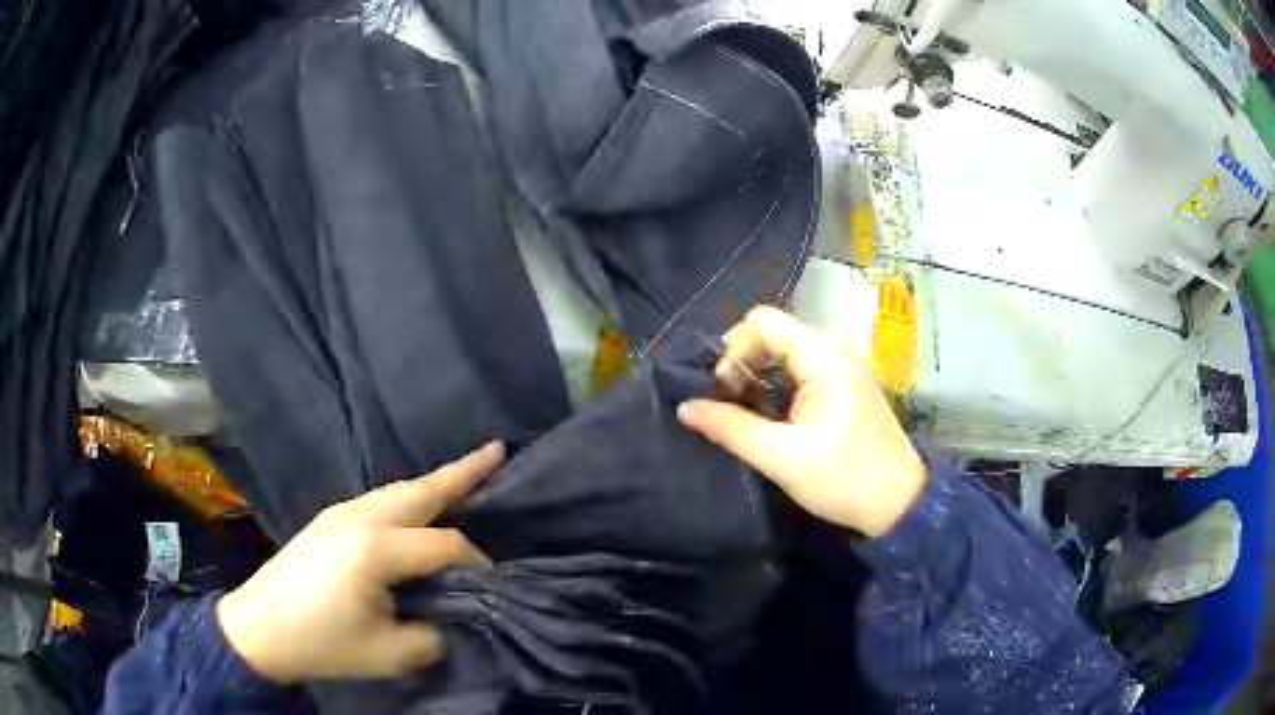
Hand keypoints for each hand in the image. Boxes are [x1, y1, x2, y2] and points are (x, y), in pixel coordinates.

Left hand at [216, 442, 504, 682]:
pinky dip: (410, 496)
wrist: (258, 628)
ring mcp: (340, 512)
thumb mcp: (388, 654)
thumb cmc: (321, 643)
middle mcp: (359, 517)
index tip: (495, 584)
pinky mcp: (329, 518)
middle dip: (463, 471)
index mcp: (374, 550)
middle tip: (498, 450)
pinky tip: (418, 507)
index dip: (476, 563)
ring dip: (435, 481)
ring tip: (468, 472)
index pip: (444, 546)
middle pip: (421, 490)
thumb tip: (454, 616)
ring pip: (399, 489)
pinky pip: (381, 498)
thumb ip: (433, 634)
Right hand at [677, 307, 925, 537]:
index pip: (763, 322)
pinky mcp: (844, 381)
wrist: (898, 502)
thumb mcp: (782, 458)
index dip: (733, 350)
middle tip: (729, 406)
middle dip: (741, 363)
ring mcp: (842, 363)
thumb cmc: (844, 480)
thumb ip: (731, 429)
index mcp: (824, 356)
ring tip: (745, 413)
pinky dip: (776, 384)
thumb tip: (684, 408)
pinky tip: (770, 416)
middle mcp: (834, 348)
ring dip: (757, 375)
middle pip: (772, 332)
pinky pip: (799, 366)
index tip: (723, 392)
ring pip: (784, 349)